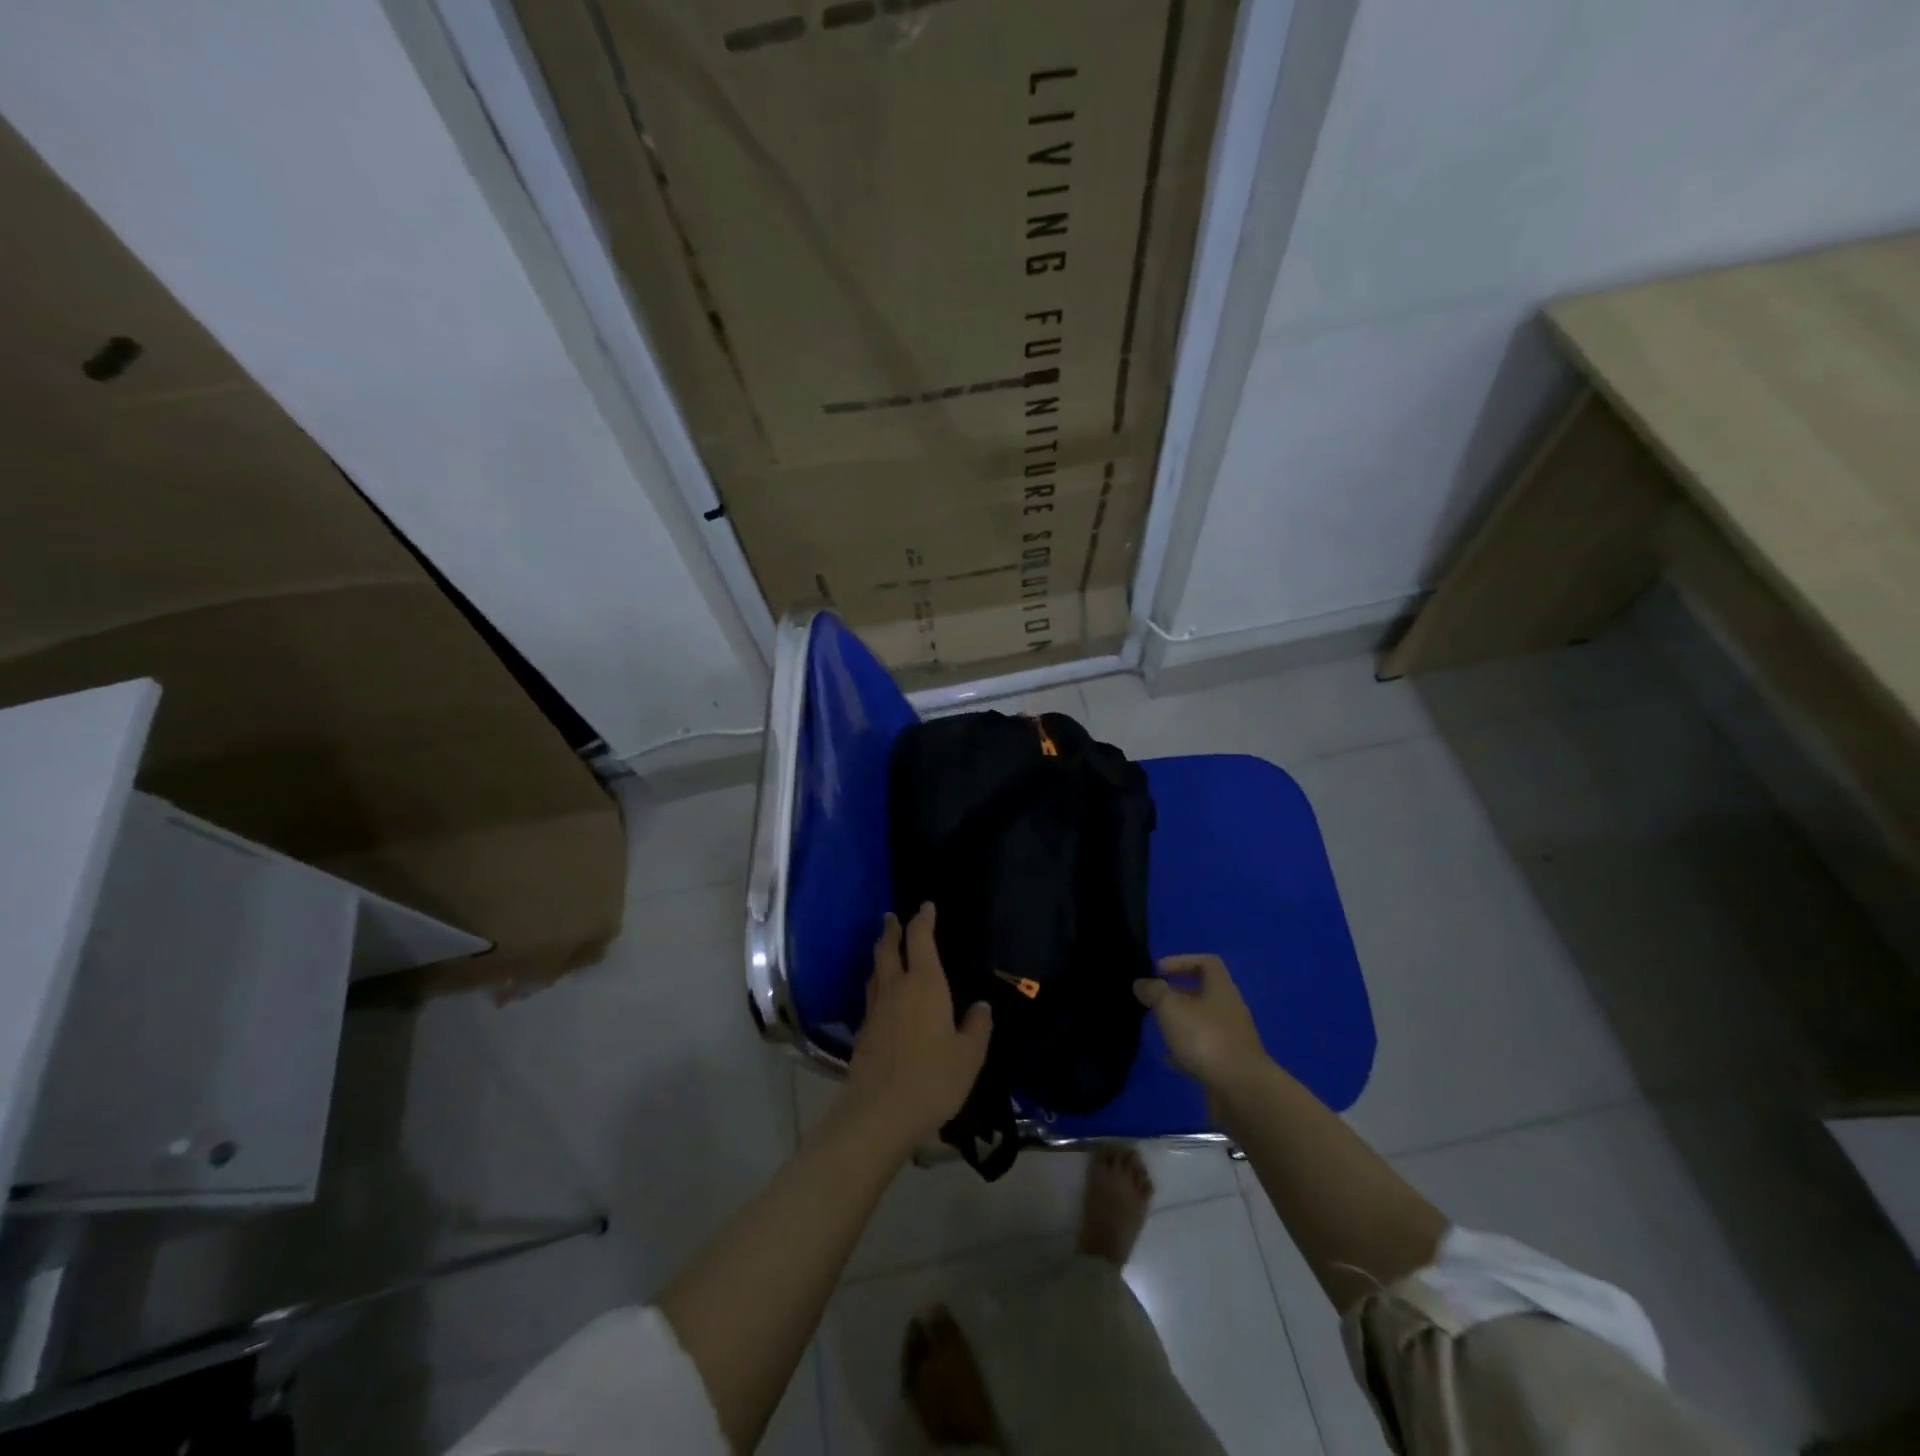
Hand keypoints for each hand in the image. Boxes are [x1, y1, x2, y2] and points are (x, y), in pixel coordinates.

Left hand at [841, 905, 991, 1152]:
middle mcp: (896, 988)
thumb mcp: (968, 1056)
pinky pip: (872, 995)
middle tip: (892, 917)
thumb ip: (977, 1028)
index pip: (920, 940)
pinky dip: (877, 983)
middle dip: (891, 930)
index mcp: (924, 984)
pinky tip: (883, 995)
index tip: (925, 906)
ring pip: (876, 971)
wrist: (878, 1113)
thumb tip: (981, 1006)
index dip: (923, 920)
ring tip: (885, 949)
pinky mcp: (863, 1032)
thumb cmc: (932, 1079)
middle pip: (888, 949)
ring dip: (880, 955)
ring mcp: (875, 1010)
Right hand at [1134, 954, 1269, 1092]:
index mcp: (1221, 989)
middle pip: (1202, 992)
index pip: (1206, 962)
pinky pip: (1203, 1049)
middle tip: (1152, 1000)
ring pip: (1201, 1021)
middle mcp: (1229, 1009)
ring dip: (1180, 1022)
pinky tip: (1168, 1058)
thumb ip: (1154, 992)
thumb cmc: (1205, 1038)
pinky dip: (1185, 1049)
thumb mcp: (1171, 1007)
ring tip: (1157, 1027)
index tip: (1158, 972)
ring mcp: (1231, 1038)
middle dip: (1176, 994)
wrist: (1241, 1091)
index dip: (1181, 961)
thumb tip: (1142, 983)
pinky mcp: (1228, 1064)